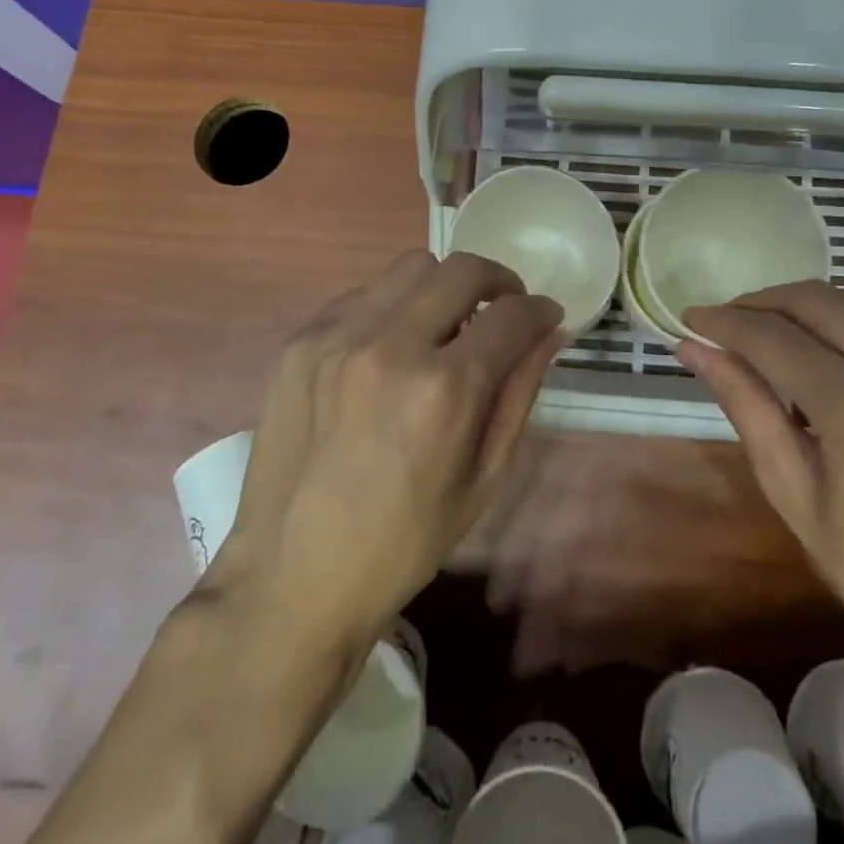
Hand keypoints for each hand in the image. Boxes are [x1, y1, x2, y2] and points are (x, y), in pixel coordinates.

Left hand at [208, 251, 564, 653]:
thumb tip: (550, 334)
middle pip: (462, 269)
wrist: (293, 576)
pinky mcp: (301, 342)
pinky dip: (394, 306)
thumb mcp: (484, 478)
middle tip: (503, 310)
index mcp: (445, 390)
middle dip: (498, 281)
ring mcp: (337, 337)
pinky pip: (363, 294)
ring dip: (444, 287)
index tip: (546, 318)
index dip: (540, 310)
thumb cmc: (404, 542)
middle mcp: (391, 346)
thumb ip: (521, 393)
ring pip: (411, 267)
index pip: (511, 315)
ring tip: (446, 325)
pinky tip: (392, 346)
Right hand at [680, 282, 843, 680]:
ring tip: (779, 343)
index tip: (693, 319)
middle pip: (822, 301)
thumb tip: (695, 349)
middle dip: (766, 302)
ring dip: (813, 317)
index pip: (777, 338)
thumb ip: (747, 407)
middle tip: (730, 323)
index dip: (727, 322)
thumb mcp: (795, 497)